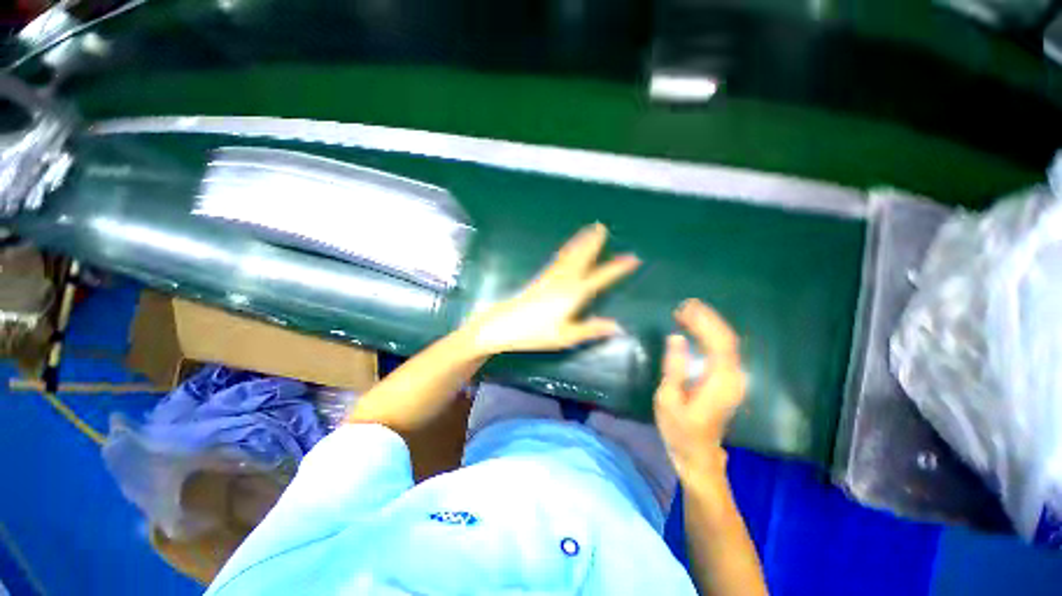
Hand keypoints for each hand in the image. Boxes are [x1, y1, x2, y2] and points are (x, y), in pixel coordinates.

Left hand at [464, 223, 638, 355]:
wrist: (502, 325)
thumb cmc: (534, 333)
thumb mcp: (565, 336)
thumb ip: (591, 330)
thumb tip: (617, 327)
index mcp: (573, 294)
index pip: (600, 278)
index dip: (617, 269)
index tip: (632, 258)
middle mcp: (563, 281)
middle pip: (582, 258)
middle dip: (593, 242)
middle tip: (602, 227)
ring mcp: (550, 277)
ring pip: (570, 255)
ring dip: (580, 241)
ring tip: (589, 230)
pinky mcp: (540, 278)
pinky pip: (558, 259)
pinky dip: (567, 250)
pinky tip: (567, 249)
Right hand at [655, 299, 746, 483]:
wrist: (698, 456)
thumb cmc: (680, 430)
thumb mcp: (669, 399)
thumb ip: (674, 367)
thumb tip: (676, 338)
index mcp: (719, 382)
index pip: (718, 343)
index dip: (703, 323)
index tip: (683, 310)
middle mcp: (733, 378)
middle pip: (727, 339)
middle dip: (707, 319)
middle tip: (685, 306)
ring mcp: (733, 380)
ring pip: (728, 343)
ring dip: (710, 325)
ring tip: (689, 313)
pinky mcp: (728, 382)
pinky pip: (724, 351)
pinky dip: (712, 336)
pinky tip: (699, 330)